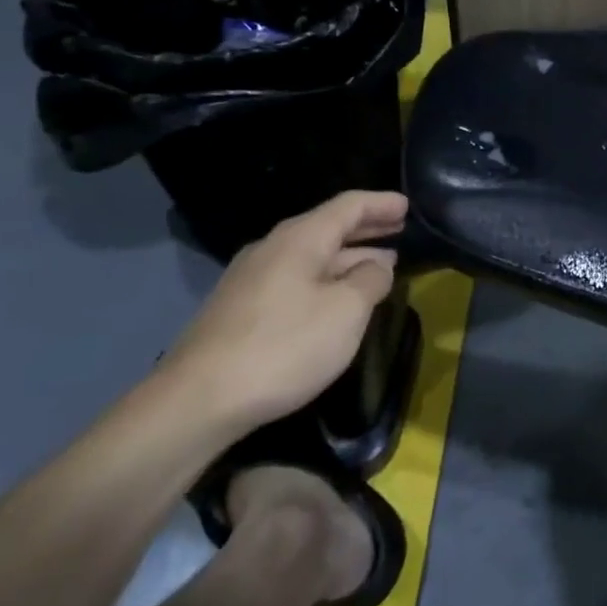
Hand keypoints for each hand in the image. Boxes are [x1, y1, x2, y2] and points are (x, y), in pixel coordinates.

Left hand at [159, 190, 406, 436]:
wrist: (197, 402)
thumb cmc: (284, 346)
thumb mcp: (346, 311)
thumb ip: (371, 280)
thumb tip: (378, 265)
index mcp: (300, 240)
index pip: (349, 206)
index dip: (381, 203)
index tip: (409, 206)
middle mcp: (272, 249)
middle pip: (328, 227)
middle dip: (367, 228)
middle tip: (400, 229)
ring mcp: (252, 279)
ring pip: (312, 255)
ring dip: (348, 256)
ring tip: (380, 266)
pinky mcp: (241, 309)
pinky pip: (296, 278)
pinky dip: (327, 277)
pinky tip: (339, 297)